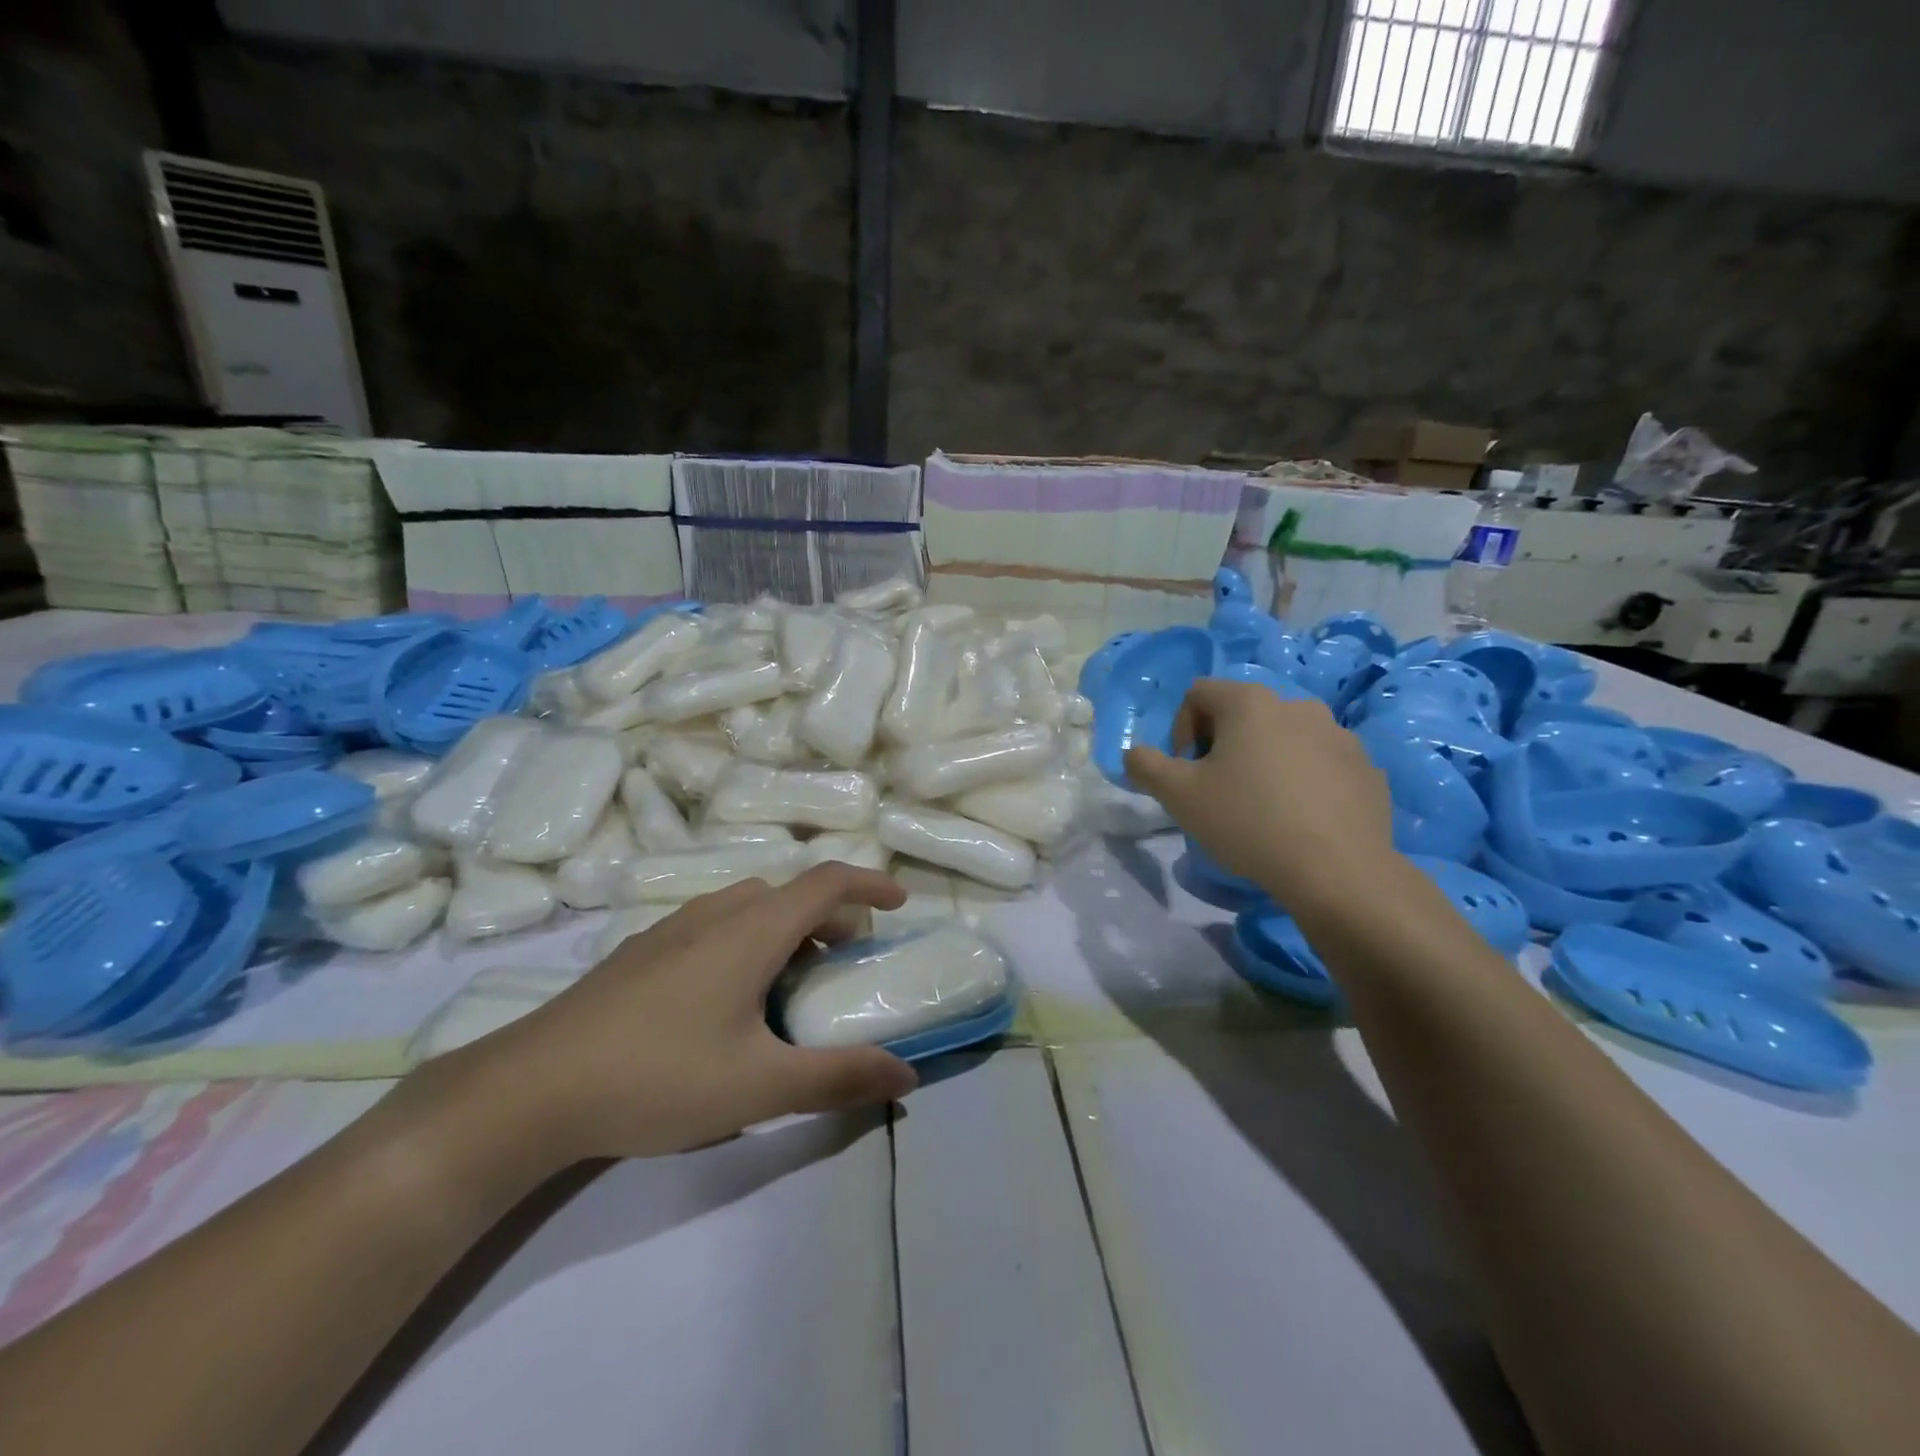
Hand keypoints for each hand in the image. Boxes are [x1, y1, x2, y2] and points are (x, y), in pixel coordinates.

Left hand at [408, 865, 918, 1177]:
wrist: (529, 1089)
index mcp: (752, 930)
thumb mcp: (760, 1085)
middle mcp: (714, 914)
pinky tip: (723, 1000)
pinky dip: (744, 940)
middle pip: (789, 894)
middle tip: (845, 964)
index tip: (899, 904)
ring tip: (789, 982)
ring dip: (784, 929)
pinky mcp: (638, 953)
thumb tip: (906, 1074)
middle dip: (830, 918)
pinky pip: (712, 926)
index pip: (826, 882)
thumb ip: (839, 1077)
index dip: (869, 884)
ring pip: (746, 908)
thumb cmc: (659, 1076)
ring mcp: (670, 930)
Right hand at [1125, 679, 1395, 904]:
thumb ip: (1146, 766)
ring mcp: (1339, 735)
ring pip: (1284, 738)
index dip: (1181, 730)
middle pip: (1243, 713)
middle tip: (1218, 791)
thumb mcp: (1178, 796)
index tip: (1187, 771)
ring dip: (1264, 761)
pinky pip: (1320, 763)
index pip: (1198, 693)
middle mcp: (1298, 705)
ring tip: (1261, 808)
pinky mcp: (1365, 768)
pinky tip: (1298, 819)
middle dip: (1222, 746)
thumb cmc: (1248, 822)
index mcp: (1250, 703)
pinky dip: (1302, 780)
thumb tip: (1135, 754)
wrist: (1338, 871)